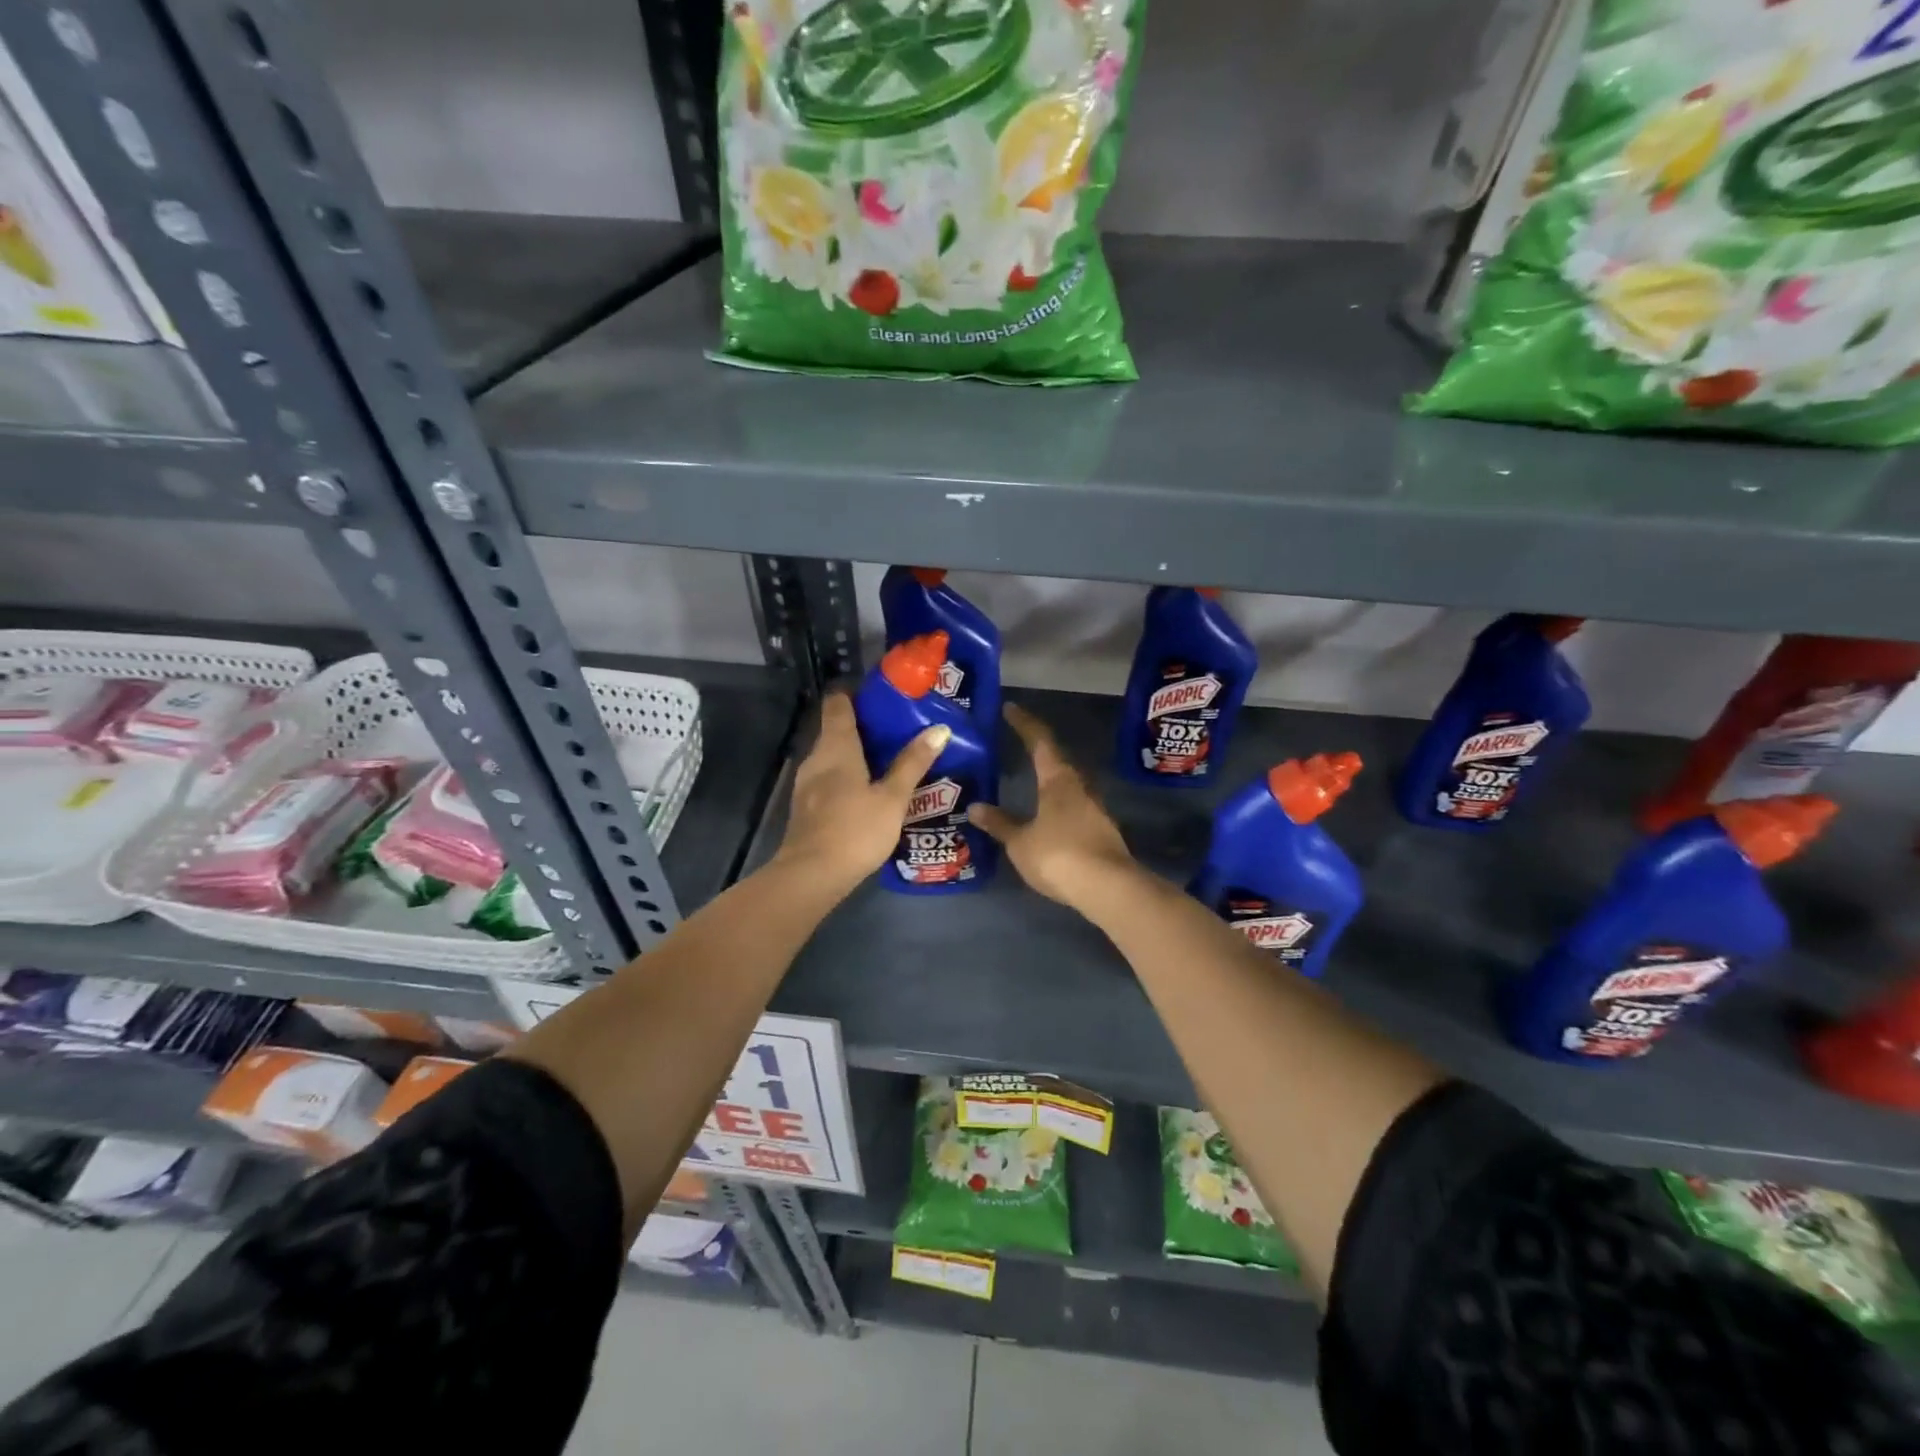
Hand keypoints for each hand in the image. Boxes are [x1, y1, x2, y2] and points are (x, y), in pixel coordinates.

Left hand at [774, 693, 949, 891]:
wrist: (811, 876)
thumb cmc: (855, 830)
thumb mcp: (893, 797)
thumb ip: (913, 763)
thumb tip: (939, 729)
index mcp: (836, 747)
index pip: (837, 704)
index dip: (856, 695)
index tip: (882, 698)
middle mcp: (816, 758)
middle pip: (836, 730)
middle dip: (864, 728)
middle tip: (898, 731)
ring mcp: (806, 784)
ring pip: (832, 757)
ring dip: (856, 755)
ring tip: (888, 761)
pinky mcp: (806, 807)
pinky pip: (828, 779)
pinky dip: (846, 777)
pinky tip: (867, 793)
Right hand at [968, 703, 1138, 907]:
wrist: (1109, 888)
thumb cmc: (1059, 856)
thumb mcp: (1020, 842)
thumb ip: (1000, 823)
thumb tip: (975, 807)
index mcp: (1057, 780)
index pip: (1040, 741)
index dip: (1024, 724)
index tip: (1010, 709)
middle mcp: (1079, 787)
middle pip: (1057, 761)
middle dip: (1038, 750)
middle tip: (1017, 744)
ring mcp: (1094, 809)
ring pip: (1067, 785)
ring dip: (1049, 779)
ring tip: (1029, 780)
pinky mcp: (1100, 830)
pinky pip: (1073, 807)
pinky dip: (1057, 804)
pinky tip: (1046, 816)